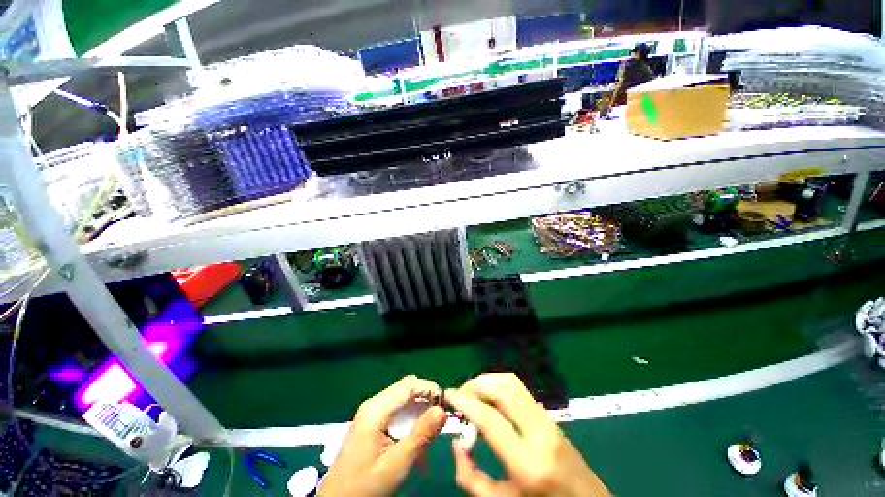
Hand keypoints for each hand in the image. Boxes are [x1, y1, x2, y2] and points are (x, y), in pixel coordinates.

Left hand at [319, 375, 447, 496]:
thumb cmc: (365, 487)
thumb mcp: (396, 465)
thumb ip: (421, 435)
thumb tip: (442, 410)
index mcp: (376, 410)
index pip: (409, 385)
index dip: (430, 389)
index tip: (447, 405)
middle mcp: (373, 404)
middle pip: (406, 389)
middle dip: (426, 399)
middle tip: (441, 419)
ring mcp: (371, 413)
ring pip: (403, 399)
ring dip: (419, 411)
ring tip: (431, 433)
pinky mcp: (371, 422)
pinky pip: (396, 411)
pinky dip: (410, 419)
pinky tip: (415, 439)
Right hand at [445, 373, 610, 496]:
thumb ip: (471, 478)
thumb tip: (456, 442)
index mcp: (527, 463)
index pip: (490, 418)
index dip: (465, 402)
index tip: (448, 395)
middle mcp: (540, 433)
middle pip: (503, 389)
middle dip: (476, 385)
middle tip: (460, 395)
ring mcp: (548, 421)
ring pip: (512, 383)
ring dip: (488, 381)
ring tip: (472, 394)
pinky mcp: (550, 417)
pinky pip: (520, 390)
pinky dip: (499, 386)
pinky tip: (490, 399)